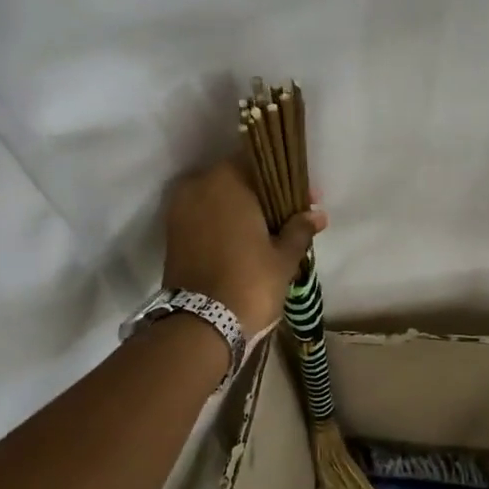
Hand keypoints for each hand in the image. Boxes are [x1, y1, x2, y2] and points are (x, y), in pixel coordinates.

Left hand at [163, 159, 326, 335]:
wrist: (201, 325)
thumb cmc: (249, 282)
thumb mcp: (283, 257)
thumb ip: (299, 229)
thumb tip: (317, 214)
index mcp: (227, 181)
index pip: (260, 163)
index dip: (286, 180)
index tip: (306, 198)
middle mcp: (198, 186)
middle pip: (237, 179)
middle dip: (264, 195)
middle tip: (290, 215)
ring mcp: (180, 210)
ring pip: (219, 198)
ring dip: (242, 209)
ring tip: (269, 231)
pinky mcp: (172, 233)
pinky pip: (204, 216)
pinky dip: (224, 223)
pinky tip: (246, 240)